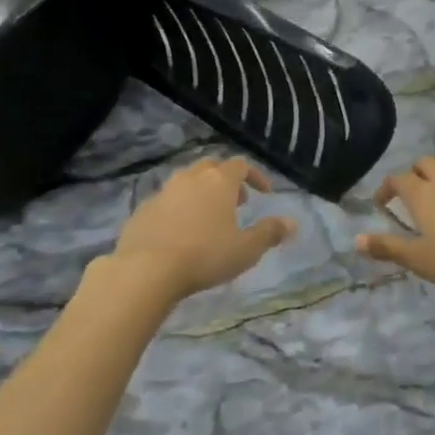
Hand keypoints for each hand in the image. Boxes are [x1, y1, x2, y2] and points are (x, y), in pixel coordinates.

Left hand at [113, 157, 294, 302]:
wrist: (146, 269)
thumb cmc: (204, 255)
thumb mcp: (246, 249)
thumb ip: (269, 233)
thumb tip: (292, 223)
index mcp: (219, 181)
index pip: (241, 165)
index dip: (255, 176)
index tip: (264, 193)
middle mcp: (190, 178)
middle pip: (211, 167)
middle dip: (226, 180)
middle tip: (236, 202)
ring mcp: (163, 192)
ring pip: (186, 182)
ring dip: (201, 193)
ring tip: (208, 218)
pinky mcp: (142, 210)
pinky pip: (166, 202)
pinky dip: (178, 209)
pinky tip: (179, 233)